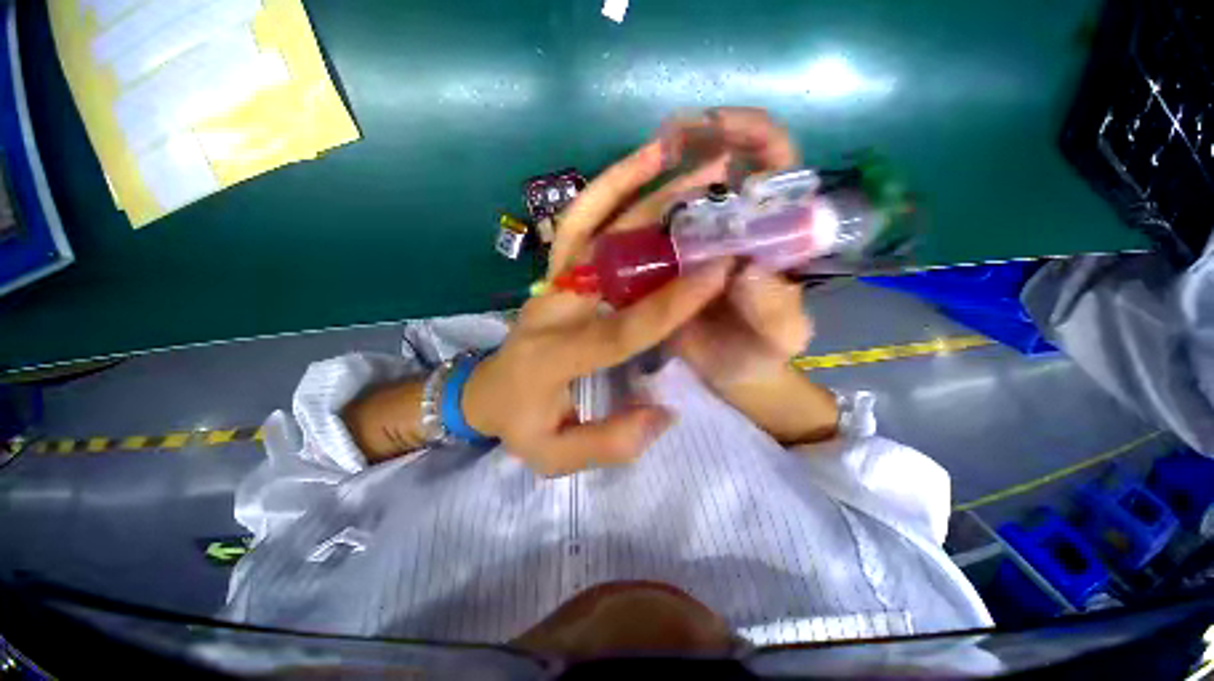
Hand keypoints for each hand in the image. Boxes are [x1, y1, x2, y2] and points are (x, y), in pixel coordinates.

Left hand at [463, 131, 738, 475]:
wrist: (484, 393)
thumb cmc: (520, 424)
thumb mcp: (554, 454)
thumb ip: (609, 442)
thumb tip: (662, 413)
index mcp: (553, 357)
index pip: (620, 327)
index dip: (669, 304)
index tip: (718, 272)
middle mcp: (552, 309)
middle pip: (606, 255)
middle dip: (661, 220)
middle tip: (711, 185)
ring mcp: (551, 284)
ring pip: (586, 222)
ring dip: (628, 182)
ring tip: (673, 151)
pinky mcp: (554, 274)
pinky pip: (578, 223)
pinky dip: (606, 190)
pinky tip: (638, 167)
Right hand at [549, 106, 808, 388]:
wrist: (731, 372)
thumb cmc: (762, 351)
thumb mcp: (781, 334)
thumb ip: (774, 307)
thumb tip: (745, 269)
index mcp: (773, 234)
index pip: (776, 165)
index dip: (752, 136)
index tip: (718, 131)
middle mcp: (736, 229)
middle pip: (723, 169)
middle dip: (699, 142)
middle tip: (667, 139)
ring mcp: (700, 245)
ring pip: (684, 200)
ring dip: (664, 181)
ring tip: (643, 172)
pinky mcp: (672, 265)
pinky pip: (656, 234)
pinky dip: (642, 222)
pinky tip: (625, 221)